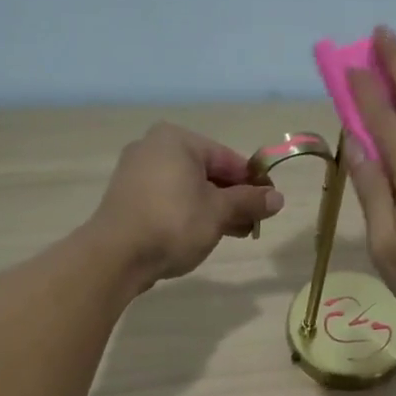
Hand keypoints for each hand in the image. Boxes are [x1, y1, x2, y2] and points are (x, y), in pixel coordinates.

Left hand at [90, 123, 283, 287]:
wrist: (117, 255)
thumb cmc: (174, 223)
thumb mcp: (219, 211)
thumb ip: (249, 201)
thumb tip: (278, 198)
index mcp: (177, 140)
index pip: (228, 158)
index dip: (253, 182)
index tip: (270, 204)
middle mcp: (154, 148)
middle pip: (207, 172)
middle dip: (234, 198)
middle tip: (255, 222)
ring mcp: (137, 173)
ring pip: (189, 188)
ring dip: (215, 209)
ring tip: (236, 233)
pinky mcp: (128, 198)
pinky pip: (170, 199)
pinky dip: (190, 213)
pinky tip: (206, 234)